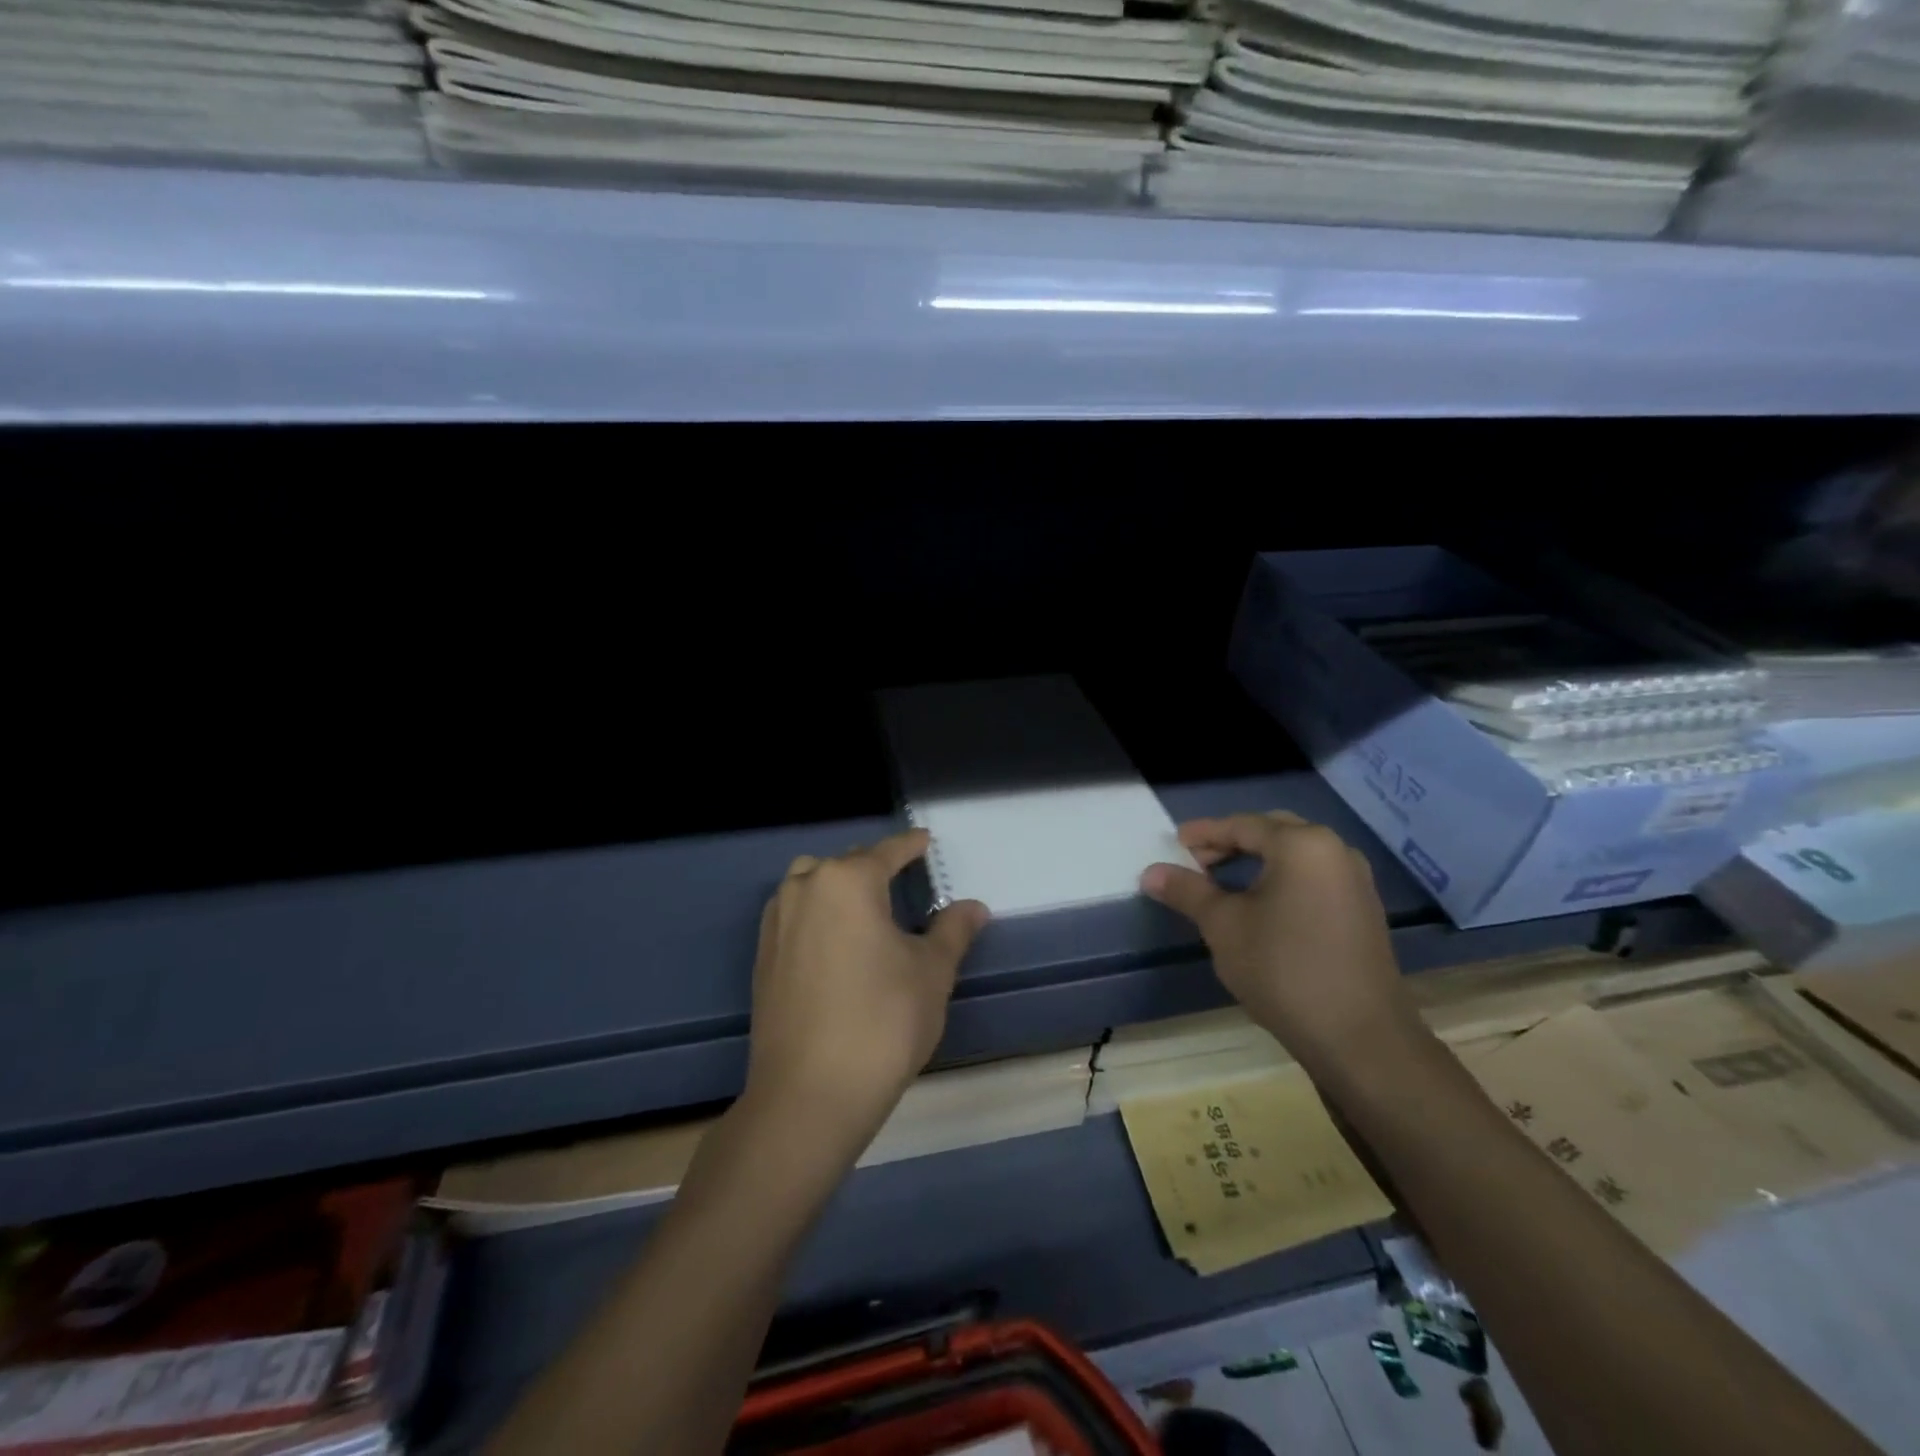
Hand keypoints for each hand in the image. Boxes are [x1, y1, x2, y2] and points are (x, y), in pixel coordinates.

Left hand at [742, 829, 988, 1151]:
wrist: (808, 1094)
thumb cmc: (882, 1022)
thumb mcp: (931, 972)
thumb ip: (952, 930)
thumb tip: (973, 907)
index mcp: (848, 881)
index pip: (887, 851)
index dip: (910, 845)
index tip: (924, 840)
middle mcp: (806, 888)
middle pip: (845, 864)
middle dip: (873, 867)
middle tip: (901, 881)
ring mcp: (777, 922)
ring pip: (811, 883)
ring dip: (837, 885)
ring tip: (865, 909)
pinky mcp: (763, 956)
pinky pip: (793, 913)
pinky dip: (816, 912)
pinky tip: (835, 941)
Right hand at [1140, 812, 1415, 1068]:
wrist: (1360, 1038)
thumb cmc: (1283, 970)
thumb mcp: (1223, 926)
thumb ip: (1187, 891)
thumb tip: (1150, 872)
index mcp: (1302, 845)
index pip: (1242, 825)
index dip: (1204, 833)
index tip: (1174, 843)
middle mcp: (1335, 851)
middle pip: (1273, 832)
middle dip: (1231, 842)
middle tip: (1196, 860)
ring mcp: (1355, 881)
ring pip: (1296, 855)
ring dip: (1257, 860)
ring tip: (1222, 881)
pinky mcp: (1363, 911)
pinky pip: (1314, 877)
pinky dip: (1282, 879)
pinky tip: (1261, 905)